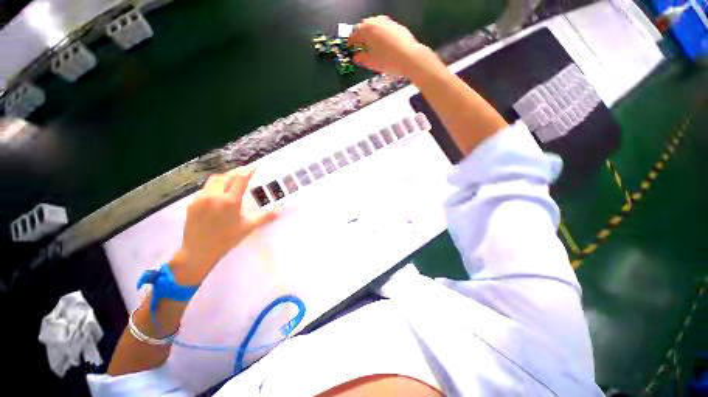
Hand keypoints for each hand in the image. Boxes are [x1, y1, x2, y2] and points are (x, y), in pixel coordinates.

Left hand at [171, 166, 276, 284]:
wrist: (198, 252)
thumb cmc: (226, 240)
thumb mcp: (247, 228)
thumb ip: (264, 217)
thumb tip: (279, 212)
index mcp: (230, 201)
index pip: (240, 179)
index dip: (248, 171)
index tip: (254, 167)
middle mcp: (214, 196)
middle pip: (225, 176)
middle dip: (236, 173)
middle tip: (244, 175)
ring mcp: (201, 199)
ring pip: (213, 181)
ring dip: (224, 178)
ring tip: (231, 183)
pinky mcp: (192, 203)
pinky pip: (204, 189)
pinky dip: (214, 187)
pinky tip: (218, 195)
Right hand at [349, 16, 429, 77]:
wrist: (410, 57)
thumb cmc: (388, 61)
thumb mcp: (372, 63)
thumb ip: (361, 59)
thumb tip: (356, 57)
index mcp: (367, 30)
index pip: (354, 34)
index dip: (350, 42)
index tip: (349, 48)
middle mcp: (377, 22)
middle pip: (364, 25)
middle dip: (360, 34)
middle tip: (359, 44)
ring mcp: (388, 22)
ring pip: (375, 23)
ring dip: (370, 31)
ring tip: (370, 41)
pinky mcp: (397, 26)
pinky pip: (384, 26)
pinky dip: (380, 32)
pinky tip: (382, 41)